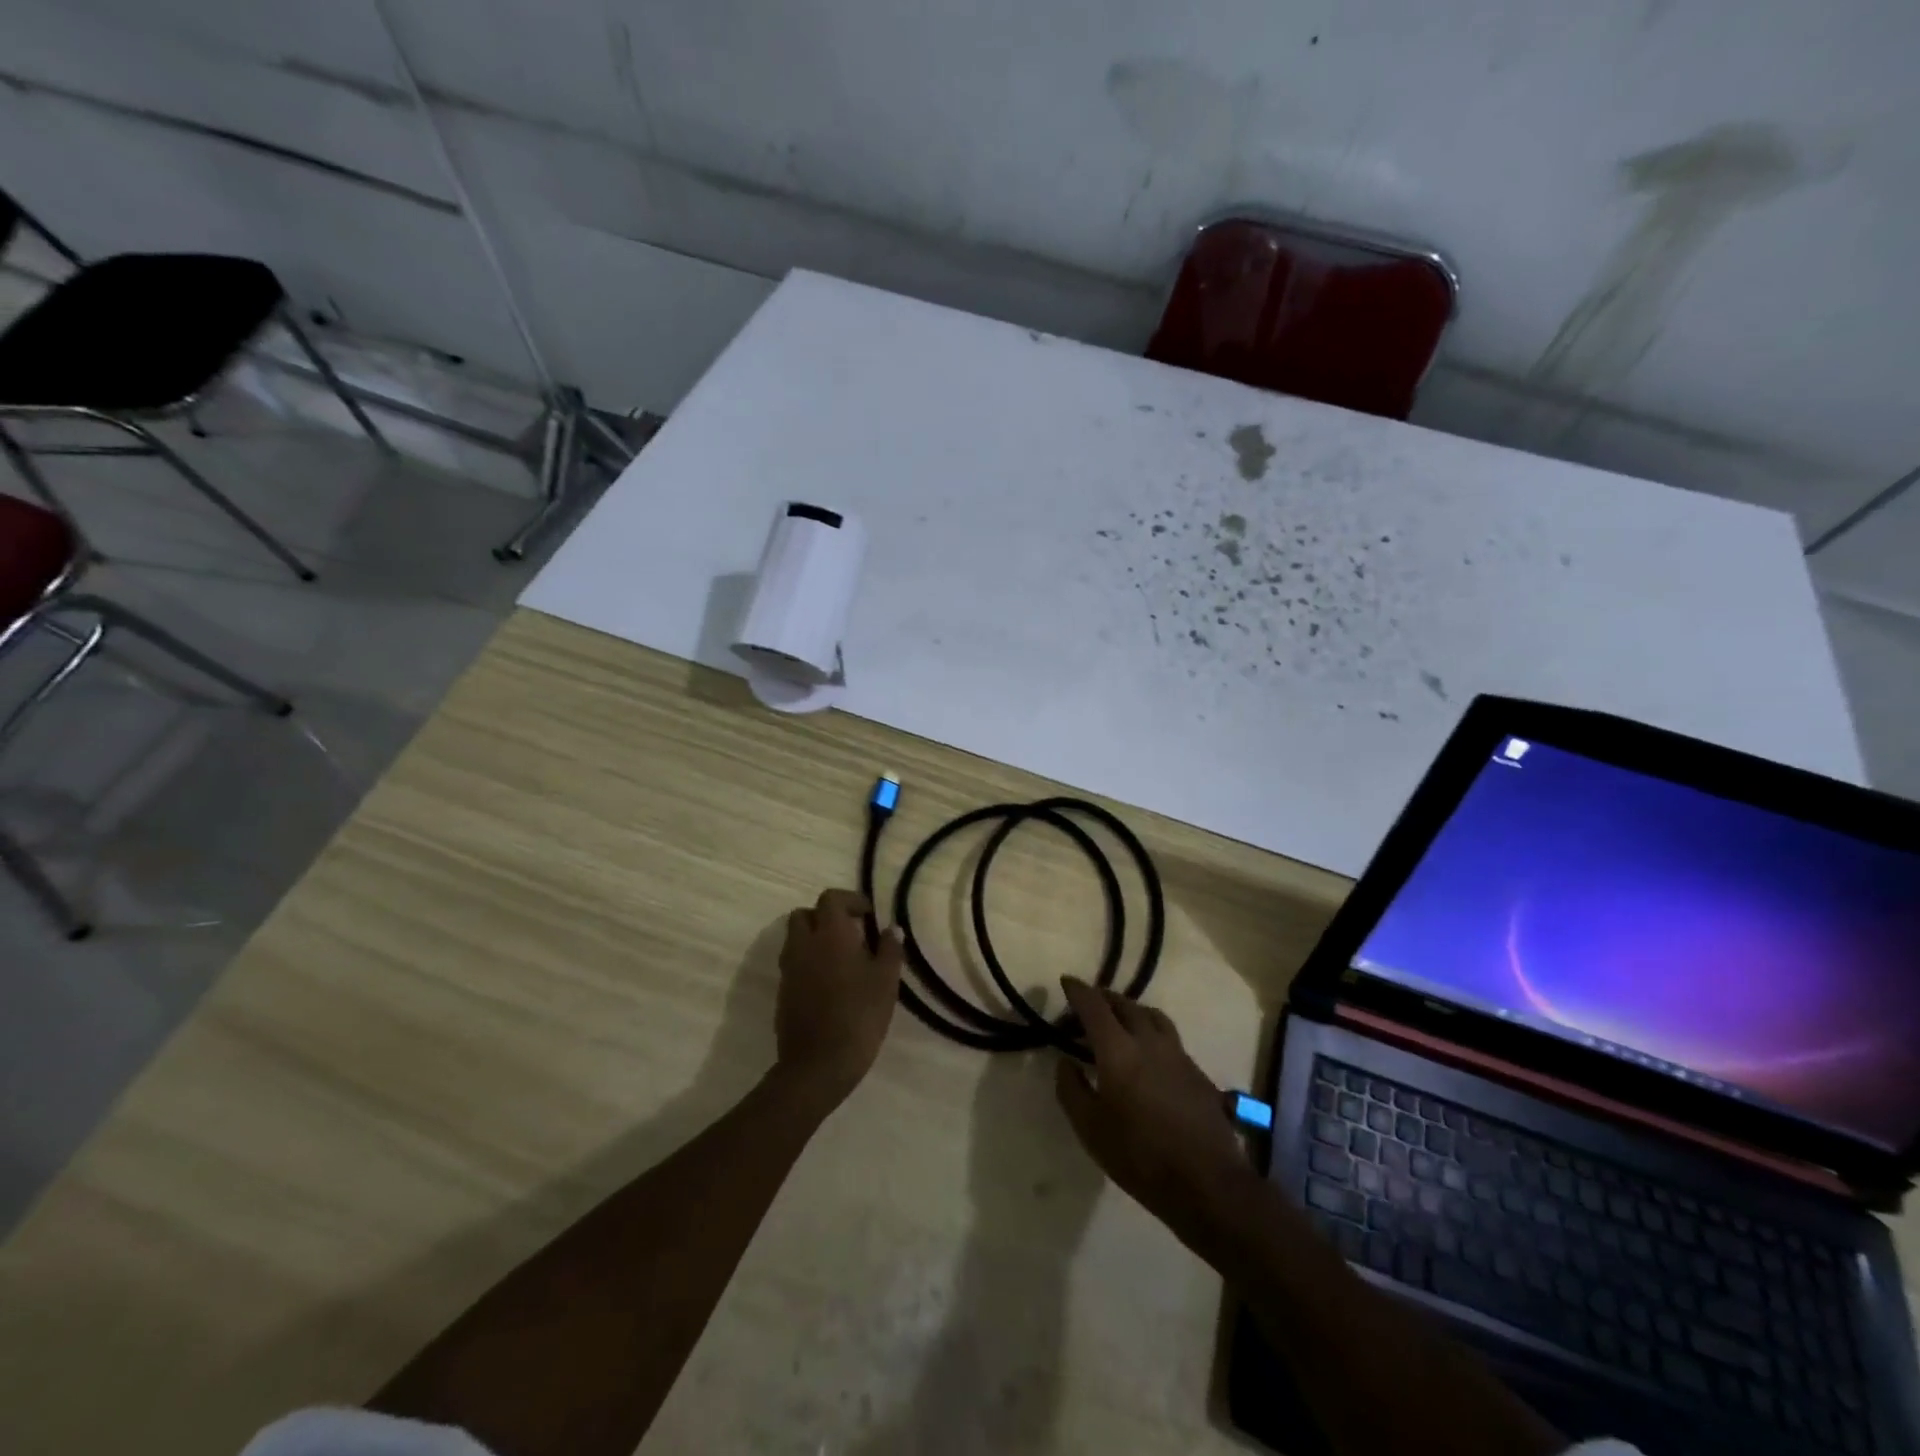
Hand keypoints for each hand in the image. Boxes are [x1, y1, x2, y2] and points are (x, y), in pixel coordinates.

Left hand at [772, 889, 904, 1111]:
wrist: (818, 1064)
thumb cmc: (859, 1015)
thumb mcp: (886, 981)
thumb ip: (889, 950)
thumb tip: (891, 929)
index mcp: (830, 934)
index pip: (831, 899)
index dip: (850, 900)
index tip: (868, 914)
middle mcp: (803, 945)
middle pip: (804, 915)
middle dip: (825, 917)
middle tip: (850, 932)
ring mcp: (789, 969)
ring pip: (796, 939)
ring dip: (815, 939)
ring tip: (841, 958)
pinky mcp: (783, 992)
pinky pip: (794, 963)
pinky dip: (808, 962)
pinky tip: (830, 983)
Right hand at [1054, 977, 1252, 1237]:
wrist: (1206, 1182)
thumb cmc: (1139, 1156)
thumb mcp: (1090, 1128)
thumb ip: (1071, 1089)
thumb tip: (1065, 1061)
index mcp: (1118, 1049)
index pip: (1094, 1006)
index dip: (1078, 991)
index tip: (1066, 982)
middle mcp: (1148, 1040)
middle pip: (1124, 1005)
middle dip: (1103, 999)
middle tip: (1088, 1006)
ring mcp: (1177, 1053)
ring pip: (1151, 1016)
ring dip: (1131, 1010)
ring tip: (1119, 1021)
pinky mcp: (1196, 1070)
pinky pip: (1168, 1036)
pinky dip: (1151, 1032)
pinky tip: (1148, 1053)